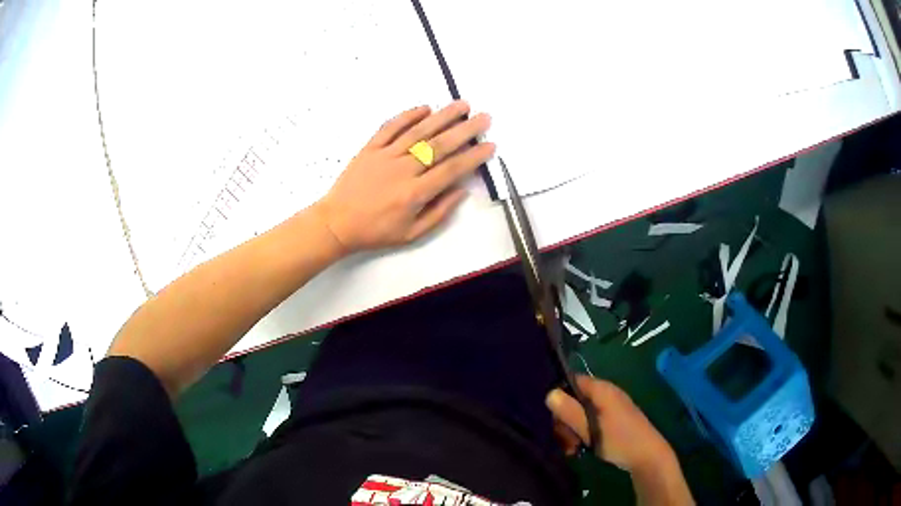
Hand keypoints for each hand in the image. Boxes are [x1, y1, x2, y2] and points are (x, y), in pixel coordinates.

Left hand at [314, 101, 493, 253]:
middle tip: (484, 118)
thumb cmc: (375, 231)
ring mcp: (384, 156)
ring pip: (418, 132)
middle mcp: (402, 170)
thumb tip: (462, 190)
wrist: (336, 223)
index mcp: (414, 194)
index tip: (490, 145)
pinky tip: (425, 108)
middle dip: (465, 130)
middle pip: (439, 145)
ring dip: (442, 116)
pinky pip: (390, 127)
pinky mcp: (370, 148)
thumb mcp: (411, 233)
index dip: (473, 157)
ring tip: (462, 105)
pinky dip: (408, 115)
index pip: (451, 170)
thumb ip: (439, 212)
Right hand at [546, 376, 676, 472]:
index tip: (555, 419)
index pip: (572, 381)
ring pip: (581, 414)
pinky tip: (580, 449)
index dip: (559, 396)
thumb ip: (570, 411)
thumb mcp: (590, 429)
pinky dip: (582, 433)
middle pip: (574, 400)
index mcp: (602, 390)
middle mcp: (605, 394)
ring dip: (572, 431)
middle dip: (565, 421)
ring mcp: (610, 407)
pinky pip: (590, 421)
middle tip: (565, 441)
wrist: (647, 456)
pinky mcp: (613, 420)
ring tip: (572, 448)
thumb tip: (549, 393)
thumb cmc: (619, 440)